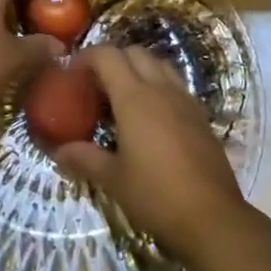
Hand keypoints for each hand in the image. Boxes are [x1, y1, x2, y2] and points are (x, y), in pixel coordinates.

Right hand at [52, 44, 247, 261]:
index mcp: (134, 98)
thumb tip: (57, 151)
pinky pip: (176, 85)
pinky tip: (150, 116)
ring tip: (122, 96)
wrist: (212, 217)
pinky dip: (158, 86)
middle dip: (113, 59)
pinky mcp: (201, 115)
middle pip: (135, 53)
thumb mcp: (114, 179)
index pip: (107, 56)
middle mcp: (161, 89)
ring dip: (138, 69)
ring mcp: (185, 100)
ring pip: (159, 65)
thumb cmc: (156, 195)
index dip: (86, 57)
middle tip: (95, 84)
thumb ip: (85, 158)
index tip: (71, 72)